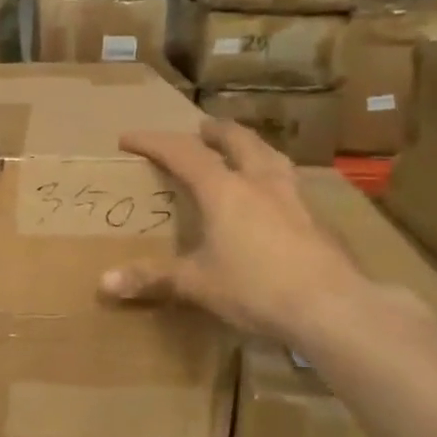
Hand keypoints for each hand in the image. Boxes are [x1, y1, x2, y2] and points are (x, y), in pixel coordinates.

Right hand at [100, 120, 367, 341]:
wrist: (331, 307)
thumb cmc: (256, 288)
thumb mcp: (196, 284)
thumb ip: (153, 278)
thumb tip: (104, 283)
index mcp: (224, 190)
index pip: (183, 153)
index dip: (153, 142)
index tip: (128, 138)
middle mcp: (260, 182)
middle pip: (237, 141)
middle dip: (214, 131)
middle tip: (200, 129)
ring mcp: (294, 197)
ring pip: (270, 155)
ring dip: (250, 146)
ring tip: (242, 150)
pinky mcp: (316, 219)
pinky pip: (289, 182)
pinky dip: (272, 176)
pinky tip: (273, 196)